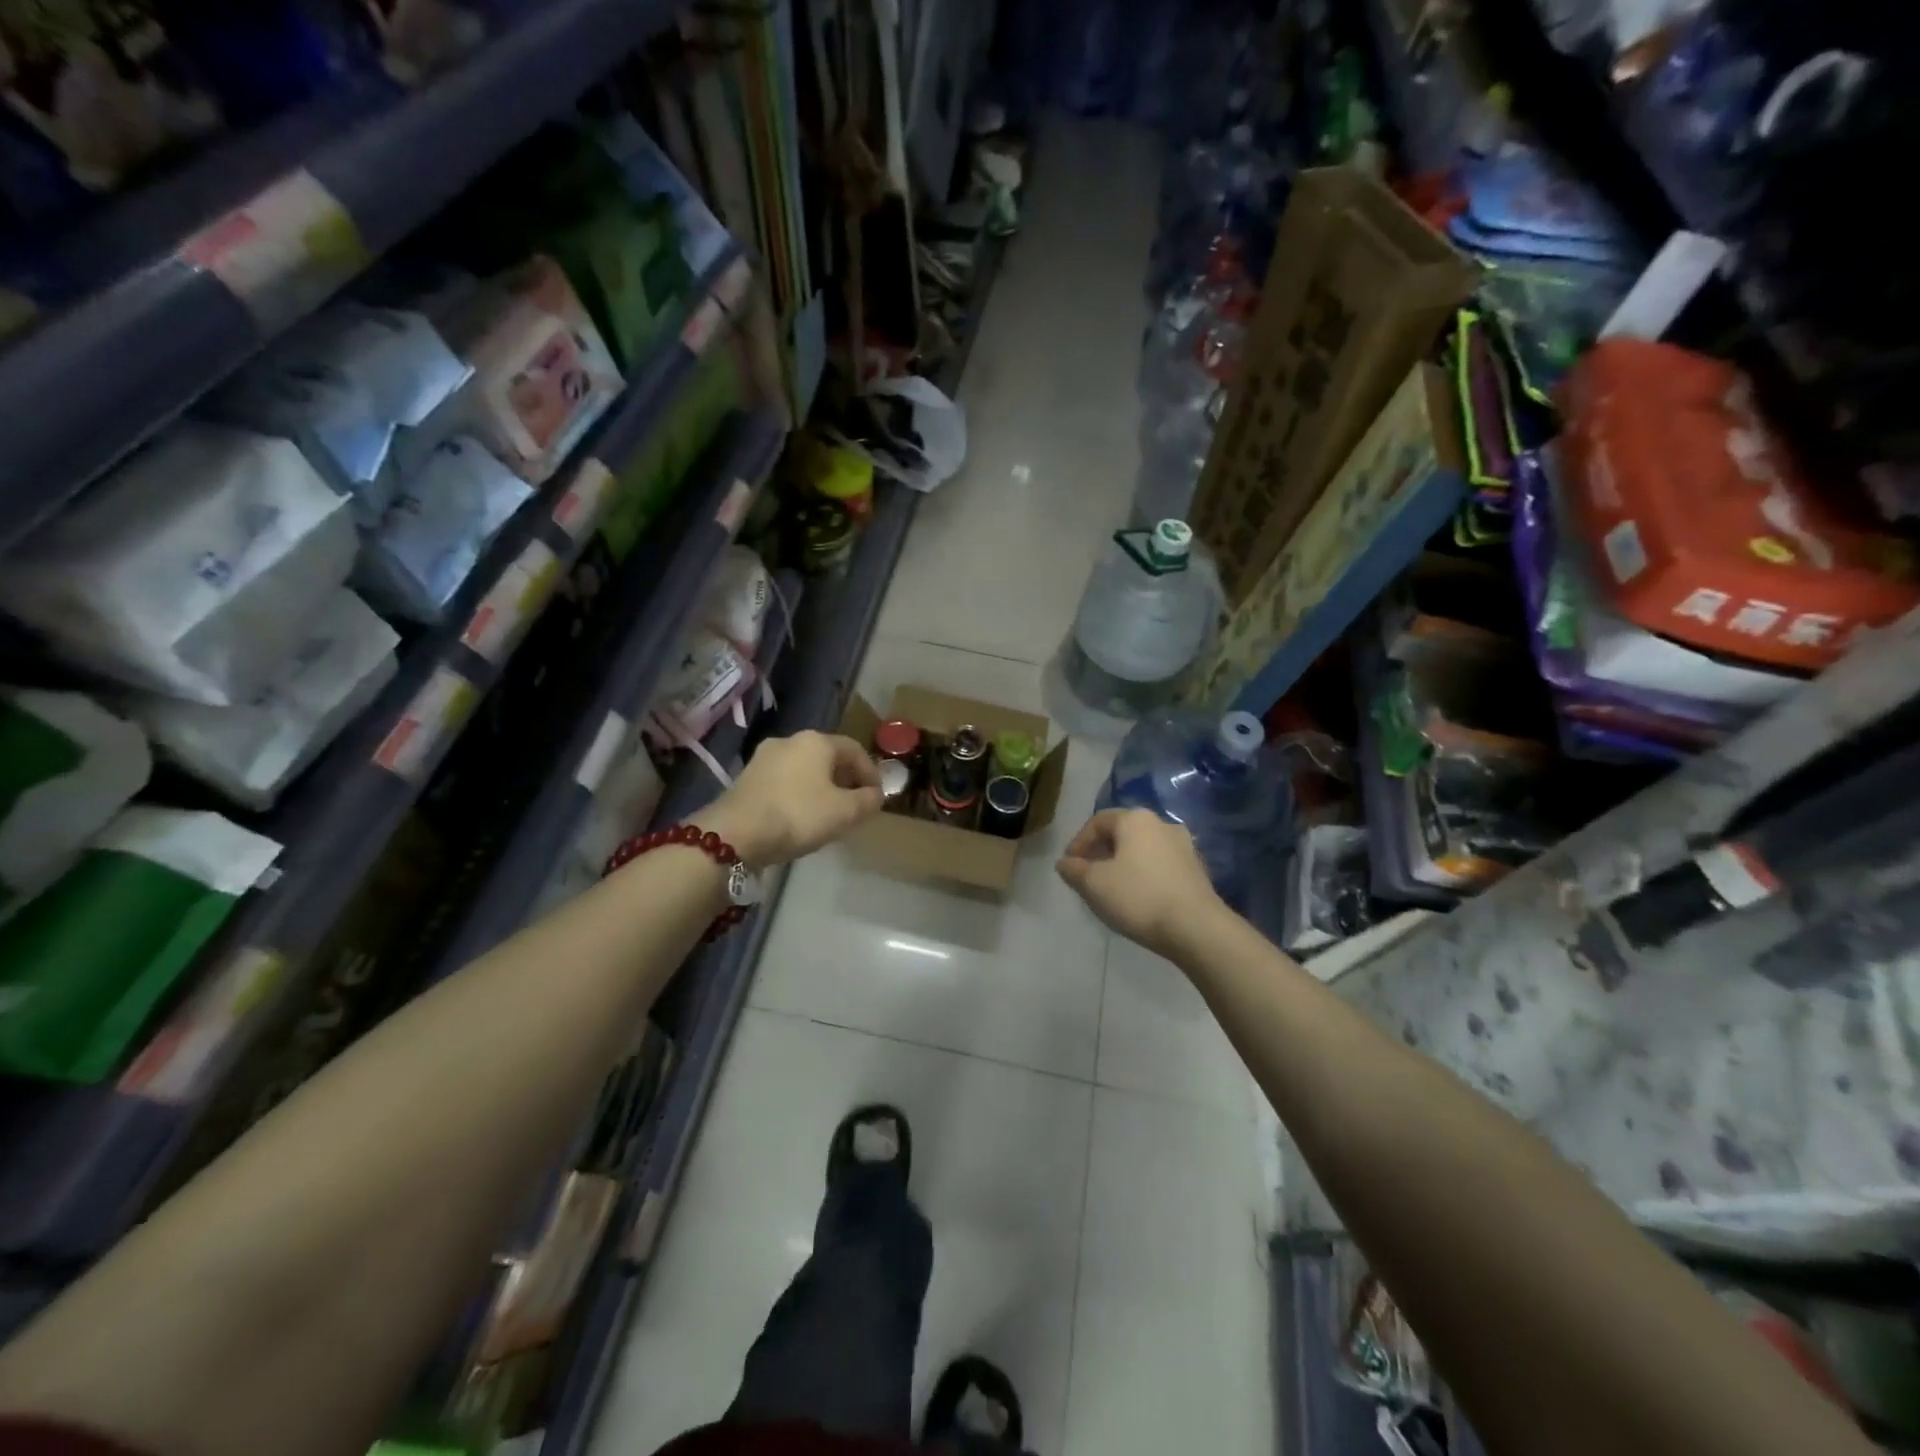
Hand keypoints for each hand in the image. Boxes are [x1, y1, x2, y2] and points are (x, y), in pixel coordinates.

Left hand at [702, 731, 883, 867]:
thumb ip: (867, 801)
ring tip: (830, 812)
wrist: (735, 834)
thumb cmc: (798, 815)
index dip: (871, 773)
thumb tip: (876, 795)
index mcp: (817, 741)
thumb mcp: (844, 812)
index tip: (877, 796)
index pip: (855, 750)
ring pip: (805, 768)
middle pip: (828, 756)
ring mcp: (764, 757)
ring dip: (822, 786)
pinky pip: (785, 779)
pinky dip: (799, 792)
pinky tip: (801, 815)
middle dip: (846, 779)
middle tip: (856, 804)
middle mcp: (790, 740)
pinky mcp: (747, 777)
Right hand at [1057, 809, 1224, 959]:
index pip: (1097, 822)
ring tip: (1111, 889)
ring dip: (1123, 864)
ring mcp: (1184, 846)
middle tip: (1087, 876)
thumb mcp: (1094, 884)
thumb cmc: (1139, 897)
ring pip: (1142, 849)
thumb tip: (1065, 863)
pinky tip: (1138, 898)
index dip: (1078, 843)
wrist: (1197, 928)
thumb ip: (1074, 870)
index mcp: (1135, 819)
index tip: (1068, 866)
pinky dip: (1144, 875)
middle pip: (1122, 833)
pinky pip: (1160, 865)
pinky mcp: (1197, 870)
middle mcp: (1162, 824)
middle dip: (1100, 852)